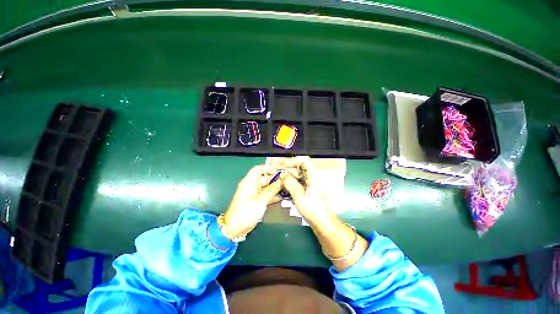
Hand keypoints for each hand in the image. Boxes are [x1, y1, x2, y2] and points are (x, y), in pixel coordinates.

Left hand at [224, 165, 282, 236]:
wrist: (236, 228)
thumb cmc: (245, 213)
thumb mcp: (260, 200)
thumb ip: (272, 190)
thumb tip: (281, 182)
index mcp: (249, 182)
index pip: (258, 169)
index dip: (268, 169)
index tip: (278, 172)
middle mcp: (251, 186)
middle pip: (264, 178)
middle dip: (274, 179)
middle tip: (285, 182)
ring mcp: (254, 193)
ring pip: (266, 186)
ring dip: (275, 188)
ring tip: (285, 189)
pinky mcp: (257, 200)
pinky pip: (266, 194)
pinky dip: (273, 195)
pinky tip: (281, 197)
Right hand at [277, 157, 335, 225]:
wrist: (324, 224)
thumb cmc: (315, 212)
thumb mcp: (300, 198)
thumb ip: (291, 184)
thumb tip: (282, 176)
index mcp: (314, 177)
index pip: (304, 161)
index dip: (293, 161)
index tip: (283, 166)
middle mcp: (313, 178)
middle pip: (299, 167)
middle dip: (287, 168)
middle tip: (276, 171)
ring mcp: (311, 184)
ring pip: (298, 175)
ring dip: (288, 175)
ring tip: (277, 178)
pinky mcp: (308, 190)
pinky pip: (298, 182)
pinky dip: (290, 182)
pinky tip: (283, 186)